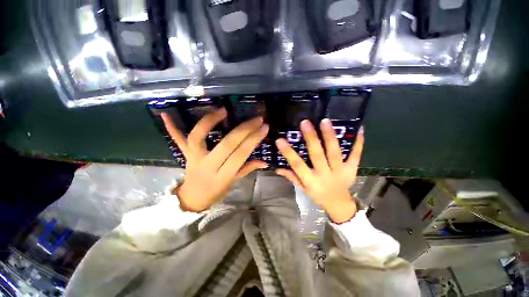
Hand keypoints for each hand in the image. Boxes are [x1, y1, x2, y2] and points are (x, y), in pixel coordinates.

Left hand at [161, 108, 268, 211]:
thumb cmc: (215, 193)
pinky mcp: (184, 155)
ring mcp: (193, 158)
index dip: (253, 140)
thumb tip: (264, 162)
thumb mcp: (233, 183)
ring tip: (223, 110)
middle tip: (256, 119)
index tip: (264, 128)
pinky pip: (177, 140)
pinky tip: (165, 114)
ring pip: (198, 137)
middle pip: (226, 144)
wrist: (192, 200)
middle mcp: (207, 166)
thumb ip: (247, 169)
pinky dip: (171, 128)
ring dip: (209, 121)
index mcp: (222, 176)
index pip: (240, 155)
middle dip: (244, 130)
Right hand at [275, 119, 363, 223]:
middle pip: (317, 155)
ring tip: (325, 121)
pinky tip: (358, 129)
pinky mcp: (352, 169)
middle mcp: (325, 175)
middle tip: (305, 122)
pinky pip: (355, 155)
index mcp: (311, 180)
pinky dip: (358, 143)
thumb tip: (278, 167)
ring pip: (335, 152)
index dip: (288, 153)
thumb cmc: (317, 195)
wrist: (338, 203)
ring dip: (330, 136)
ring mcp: (340, 171)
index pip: (298, 165)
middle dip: (311, 138)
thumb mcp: (302, 188)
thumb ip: (291, 176)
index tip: (280, 140)